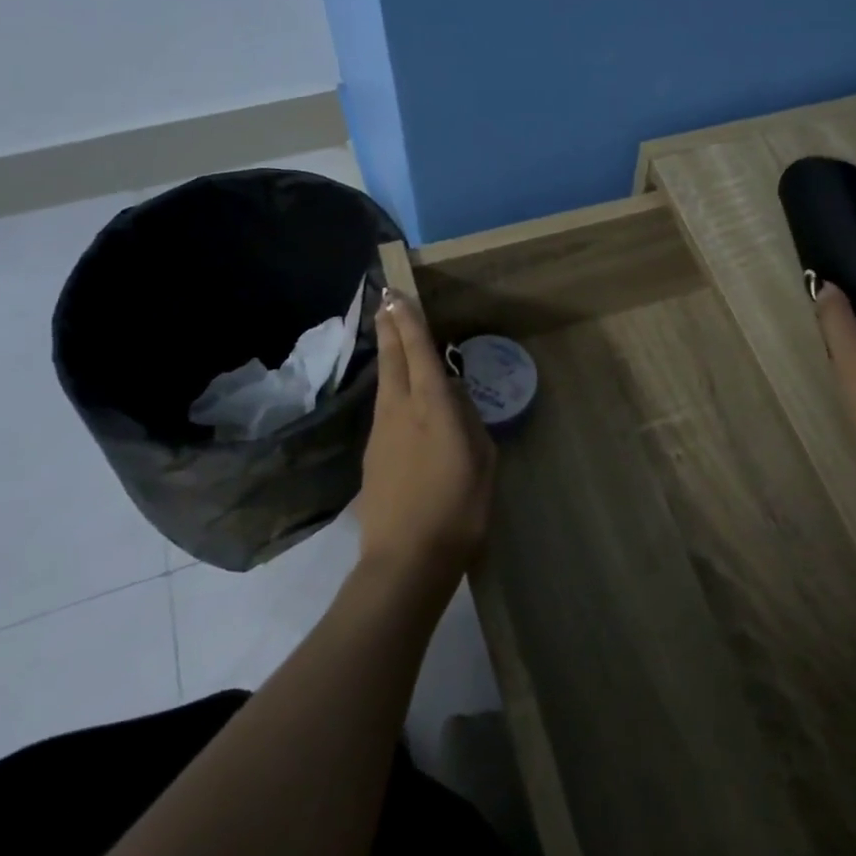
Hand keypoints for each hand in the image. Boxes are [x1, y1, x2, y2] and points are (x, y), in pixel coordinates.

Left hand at [356, 289, 496, 590]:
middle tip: (384, 299)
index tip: (398, 295)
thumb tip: (456, 400)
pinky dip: (389, 388)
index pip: (419, 353)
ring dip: (387, 354)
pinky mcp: (372, 455)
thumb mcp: (483, 462)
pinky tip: (398, 392)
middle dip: (389, 327)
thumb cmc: (458, 510)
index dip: (409, 322)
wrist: (406, 559)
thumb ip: (469, 423)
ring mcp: (381, 432)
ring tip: (390, 335)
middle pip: (392, 359)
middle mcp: (401, 410)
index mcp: (434, 408)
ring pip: (384, 383)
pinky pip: (384, 408)